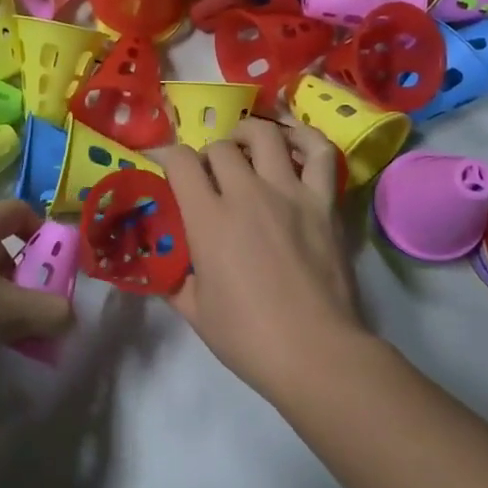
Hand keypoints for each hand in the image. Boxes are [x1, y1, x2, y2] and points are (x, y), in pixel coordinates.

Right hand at [159, 118, 363, 392]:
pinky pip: (320, 154)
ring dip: (249, 134)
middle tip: (210, 174)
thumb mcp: (194, 311)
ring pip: (266, 136)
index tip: (163, 164)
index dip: (167, 156)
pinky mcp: (323, 202)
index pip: (181, 162)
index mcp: (209, 219)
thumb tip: (164, 263)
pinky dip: (306, 138)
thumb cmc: (248, 337)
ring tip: (245, 145)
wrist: (315, 353)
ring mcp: (290, 193)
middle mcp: (247, 194)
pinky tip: (293, 142)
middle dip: (208, 154)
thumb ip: (174, 278)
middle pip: (221, 146)